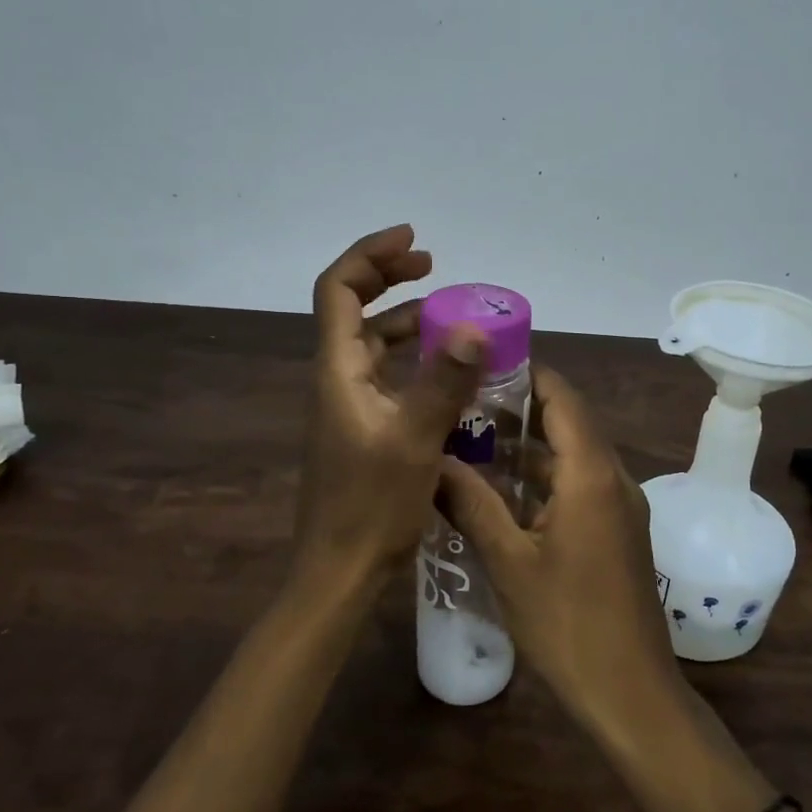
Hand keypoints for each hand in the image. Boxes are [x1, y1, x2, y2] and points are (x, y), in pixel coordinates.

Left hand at [294, 225, 487, 579]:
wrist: (339, 571)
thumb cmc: (370, 507)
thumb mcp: (414, 441)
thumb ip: (444, 383)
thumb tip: (475, 327)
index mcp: (337, 370)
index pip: (339, 289)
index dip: (371, 255)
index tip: (414, 241)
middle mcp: (336, 377)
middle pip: (352, 307)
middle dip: (389, 277)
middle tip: (433, 265)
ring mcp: (347, 403)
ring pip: (371, 342)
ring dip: (404, 318)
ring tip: (449, 310)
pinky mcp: (361, 426)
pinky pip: (385, 373)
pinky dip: (411, 356)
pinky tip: (445, 367)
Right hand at [436, 367, 684, 731]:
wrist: (631, 691)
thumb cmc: (568, 623)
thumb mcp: (509, 562)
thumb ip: (473, 503)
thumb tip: (433, 460)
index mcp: (591, 474)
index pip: (562, 397)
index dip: (526, 374)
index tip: (482, 366)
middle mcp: (612, 478)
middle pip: (568, 422)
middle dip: (519, 409)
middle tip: (465, 404)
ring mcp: (620, 505)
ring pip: (572, 455)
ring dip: (529, 446)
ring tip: (473, 441)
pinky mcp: (618, 530)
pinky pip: (580, 484)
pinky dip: (544, 477)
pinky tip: (502, 491)